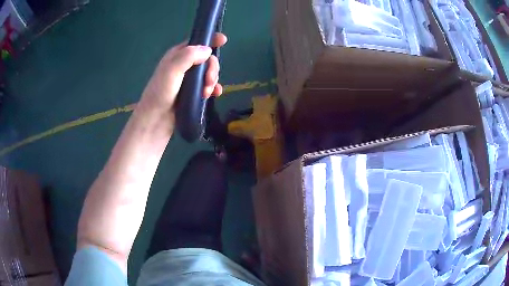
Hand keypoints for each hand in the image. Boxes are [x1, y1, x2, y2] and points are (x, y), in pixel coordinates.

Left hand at [141, 33, 227, 112]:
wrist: (155, 120)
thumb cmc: (161, 93)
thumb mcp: (172, 70)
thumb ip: (189, 56)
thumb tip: (208, 51)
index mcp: (177, 55)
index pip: (196, 42)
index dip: (210, 40)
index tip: (223, 41)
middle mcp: (183, 65)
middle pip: (206, 59)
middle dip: (212, 68)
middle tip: (209, 80)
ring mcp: (188, 80)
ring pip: (208, 73)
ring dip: (212, 81)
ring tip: (207, 92)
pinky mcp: (192, 93)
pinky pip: (208, 87)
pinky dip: (213, 89)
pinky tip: (214, 95)